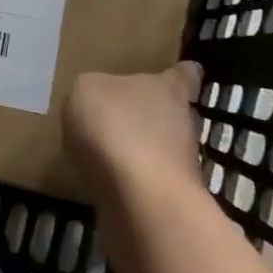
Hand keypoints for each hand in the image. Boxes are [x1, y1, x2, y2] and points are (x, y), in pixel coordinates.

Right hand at [64, 61, 205, 200]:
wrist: (140, 200)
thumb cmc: (117, 126)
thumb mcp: (86, 90)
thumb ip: (94, 90)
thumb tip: (98, 98)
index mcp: (169, 89)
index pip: (186, 74)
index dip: (181, 73)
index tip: (178, 73)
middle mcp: (184, 124)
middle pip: (175, 113)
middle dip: (155, 115)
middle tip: (125, 116)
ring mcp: (181, 166)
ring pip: (163, 150)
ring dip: (142, 151)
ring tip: (108, 153)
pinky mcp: (169, 200)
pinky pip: (148, 182)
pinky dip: (131, 182)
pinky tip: (105, 182)